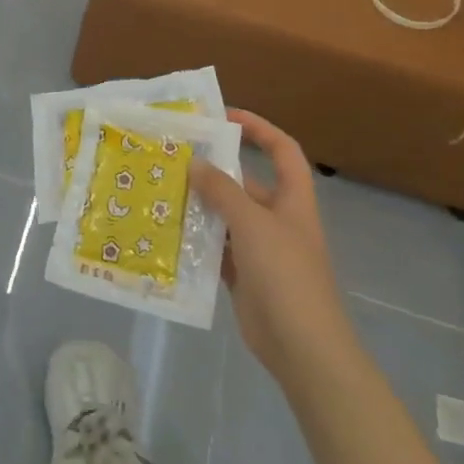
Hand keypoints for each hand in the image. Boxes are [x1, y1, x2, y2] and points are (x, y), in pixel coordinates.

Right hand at [192, 109, 352, 375]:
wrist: (302, 346)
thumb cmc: (285, 274)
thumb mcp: (253, 225)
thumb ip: (223, 192)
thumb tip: (195, 163)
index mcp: (292, 201)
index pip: (282, 150)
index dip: (259, 128)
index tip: (224, 117)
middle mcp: (277, 220)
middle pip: (245, 184)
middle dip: (213, 170)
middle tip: (172, 158)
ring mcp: (260, 249)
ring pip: (225, 217)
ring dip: (199, 205)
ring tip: (160, 191)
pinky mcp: (243, 275)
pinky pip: (215, 248)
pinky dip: (195, 240)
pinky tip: (166, 231)